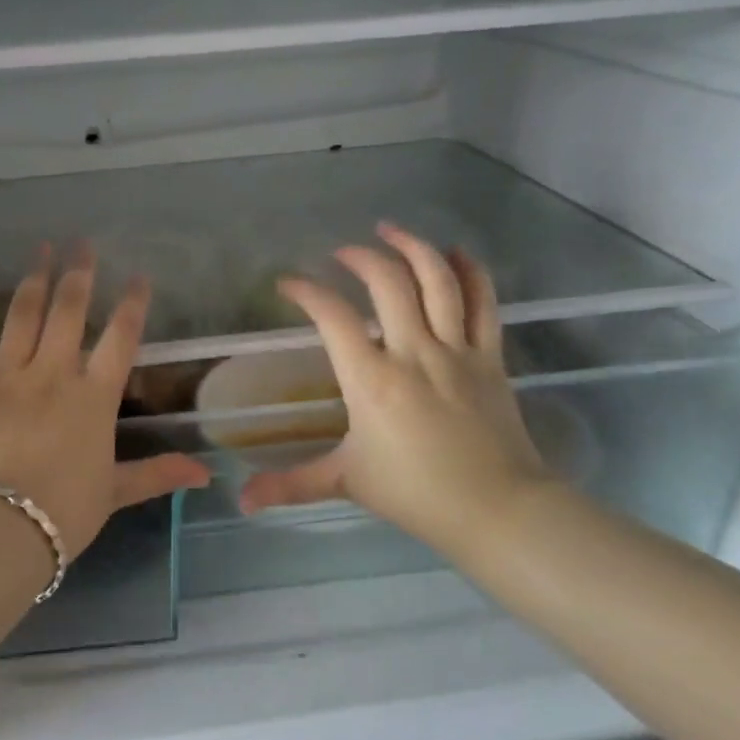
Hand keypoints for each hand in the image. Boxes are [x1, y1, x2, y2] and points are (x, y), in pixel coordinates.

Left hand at [0, 248, 210, 558]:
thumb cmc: (62, 512)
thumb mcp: (115, 493)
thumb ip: (157, 474)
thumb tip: (207, 474)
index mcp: (93, 397)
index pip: (120, 339)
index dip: (132, 304)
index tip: (138, 277)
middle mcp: (52, 373)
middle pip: (69, 312)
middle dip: (79, 274)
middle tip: (82, 242)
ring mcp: (6, 374)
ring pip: (22, 314)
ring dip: (34, 278)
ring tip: (41, 248)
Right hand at [239, 222, 554, 558]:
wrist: (497, 510)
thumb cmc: (415, 493)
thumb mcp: (345, 482)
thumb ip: (290, 484)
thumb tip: (241, 502)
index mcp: (372, 379)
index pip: (332, 316)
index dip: (306, 291)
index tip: (288, 284)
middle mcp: (413, 351)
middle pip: (388, 282)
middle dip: (360, 257)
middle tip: (342, 252)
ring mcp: (456, 350)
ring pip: (438, 280)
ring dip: (413, 247)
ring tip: (391, 230)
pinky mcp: (490, 357)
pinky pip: (484, 303)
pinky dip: (471, 271)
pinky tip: (457, 252)